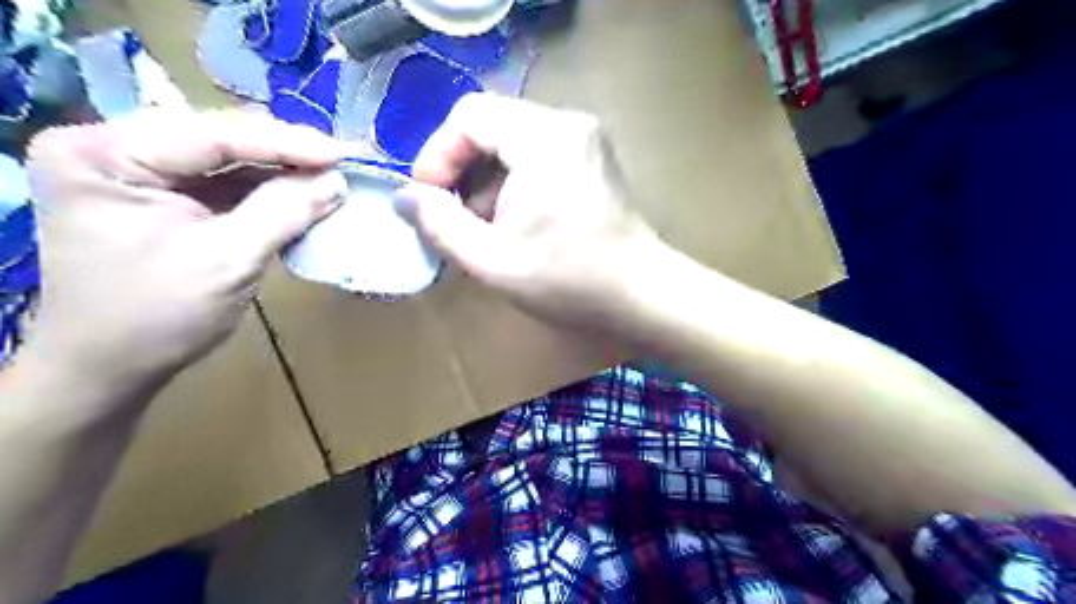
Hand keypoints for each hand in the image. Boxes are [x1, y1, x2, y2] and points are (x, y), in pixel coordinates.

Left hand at [27, 108, 343, 387]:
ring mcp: (140, 170)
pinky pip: (227, 180)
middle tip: (345, 161)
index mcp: (105, 155)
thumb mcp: (227, 261)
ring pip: (229, 157)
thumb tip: (338, 181)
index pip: (212, 134)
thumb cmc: (157, 317)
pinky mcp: (165, 194)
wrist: (111, 366)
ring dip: (284, 169)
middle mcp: (116, 148)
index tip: (343, 154)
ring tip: (333, 174)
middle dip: (287, 152)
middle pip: (220, 137)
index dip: (286, 143)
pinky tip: (305, 191)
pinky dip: (270, 189)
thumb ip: (283, 212)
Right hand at [399, 95, 659, 331]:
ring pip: (511, 139)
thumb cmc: (569, 280)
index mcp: (542, 138)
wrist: (639, 293)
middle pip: (489, 124)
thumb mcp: (492, 261)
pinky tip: (515, 221)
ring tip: (485, 227)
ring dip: (487, 179)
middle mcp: (566, 123)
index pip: (468, 116)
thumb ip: (439, 226)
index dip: (438, 155)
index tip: (429, 200)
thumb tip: (405, 197)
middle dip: (462, 170)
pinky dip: (513, 181)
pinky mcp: (590, 155)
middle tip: (454, 219)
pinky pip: (535, 152)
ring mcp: (583, 137)